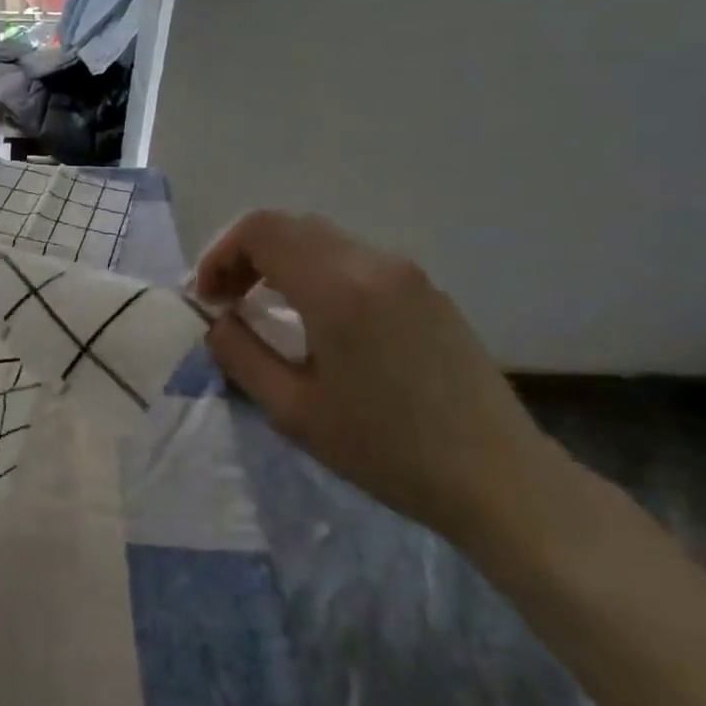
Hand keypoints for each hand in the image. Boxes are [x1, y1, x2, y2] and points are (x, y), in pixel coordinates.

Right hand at [195, 212, 554, 543]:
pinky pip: (356, 260)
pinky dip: (317, 273)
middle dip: (246, 256)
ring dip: (281, 263)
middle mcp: (374, 264)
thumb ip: (240, 354)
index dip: (220, 254)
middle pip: (290, 227)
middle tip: (228, 303)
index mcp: (337, 288)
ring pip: (323, 240)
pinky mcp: (428, 292)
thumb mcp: (292, 410)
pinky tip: (317, 321)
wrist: (498, 478)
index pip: (260, 230)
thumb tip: (219, 320)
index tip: (208, 299)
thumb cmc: (385, 449)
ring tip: (266, 311)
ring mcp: (408, 274)